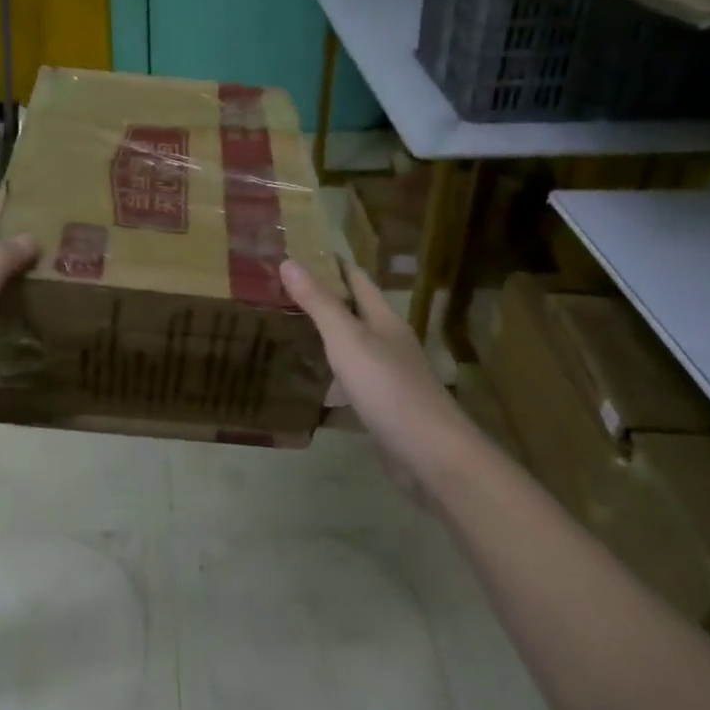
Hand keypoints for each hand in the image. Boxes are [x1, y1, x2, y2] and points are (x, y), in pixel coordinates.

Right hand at [279, 258, 459, 454]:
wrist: (431, 457)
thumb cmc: (388, 387)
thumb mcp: (347, 339)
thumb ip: (319, 302)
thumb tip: (289, 261)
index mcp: (383, 319)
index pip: (356, 278)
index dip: (330, 263)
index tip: (296, 252)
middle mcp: (388, 342)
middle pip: (353, 313)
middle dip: (321, 301)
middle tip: (278, 293)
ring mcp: (388, 377)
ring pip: (351, 349)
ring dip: (324, 341)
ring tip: (285, 334)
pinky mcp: (383, 409)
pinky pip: (351, 386)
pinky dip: (329, 382)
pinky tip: (307, 388)